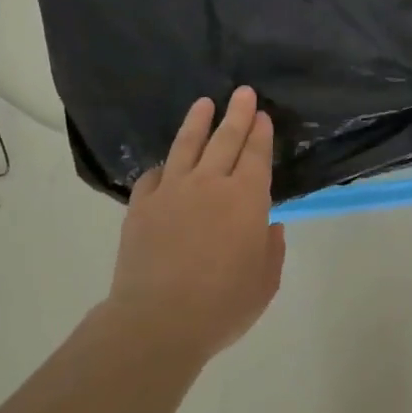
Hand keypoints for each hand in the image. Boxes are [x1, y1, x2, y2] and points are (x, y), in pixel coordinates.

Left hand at [104, 86, 285, 365]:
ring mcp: (171, 192)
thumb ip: (271, 248)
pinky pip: (154, 176)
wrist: (159, 320)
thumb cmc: (224, 303)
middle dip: (236, 114)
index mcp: (246, 199)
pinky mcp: (141, 207)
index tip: (261, 114)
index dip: (260, 133)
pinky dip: (164, 166)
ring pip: (186, 147)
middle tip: (242, 92)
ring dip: (197, 123)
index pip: (255, 155)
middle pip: (224, 140)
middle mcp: (209, 185)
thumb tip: (269, 226)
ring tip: (204, 103)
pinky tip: (166, 163)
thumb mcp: (265, 281)